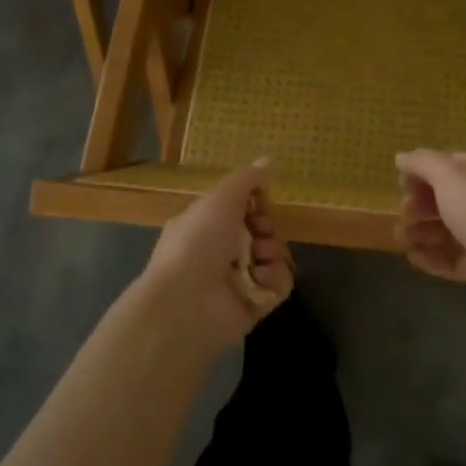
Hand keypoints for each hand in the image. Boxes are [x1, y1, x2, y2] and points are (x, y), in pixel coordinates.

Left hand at [140, 159, 292, 351]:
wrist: (186, 301)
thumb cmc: (199, 240)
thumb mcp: (220, 198)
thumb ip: (247, 179)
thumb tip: (267, 160)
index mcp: (208, 223)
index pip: (244, 208)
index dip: (257, 203)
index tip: (260, 202)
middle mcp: (222, 250)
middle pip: (264, 231)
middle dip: (267, 228)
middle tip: (260, 232)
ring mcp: (239, 279)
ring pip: (275, 256)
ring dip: (273, 253)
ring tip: (260, 258)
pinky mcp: (254, 305)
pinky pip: (279, 285)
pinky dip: (274, 280)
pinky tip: (260, 279)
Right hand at [395, 150, 465, 322]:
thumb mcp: (447, 175)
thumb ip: (422, 162)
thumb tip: (401, 157)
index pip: (450, 164)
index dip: (423, 171)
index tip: (401, 183)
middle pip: (446, 198)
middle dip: (420, 204)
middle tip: (404, 212)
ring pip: (447, 229)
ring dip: (420, 231)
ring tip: (401, 238)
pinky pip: (452, 257)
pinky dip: (431, 256)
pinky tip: (413, 257)